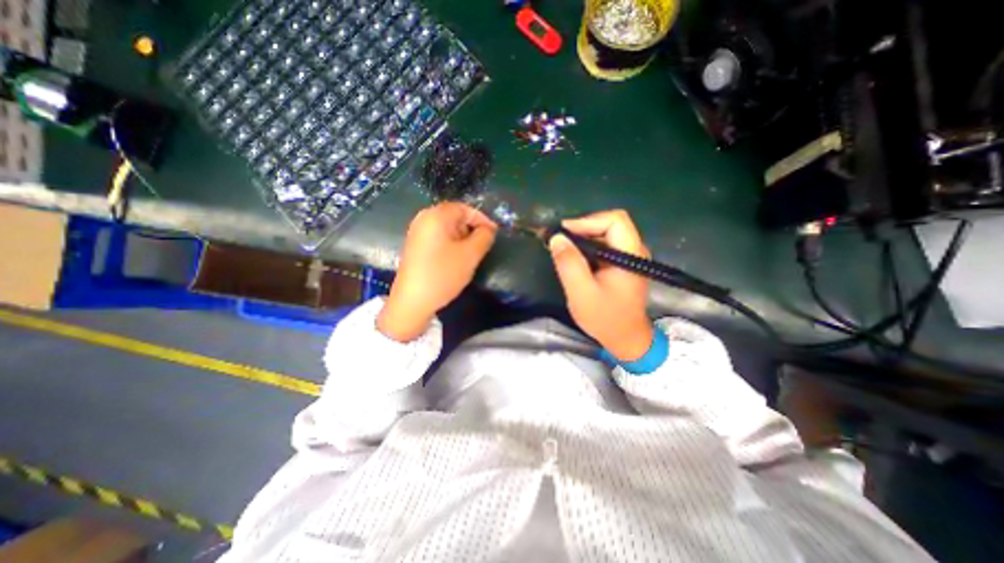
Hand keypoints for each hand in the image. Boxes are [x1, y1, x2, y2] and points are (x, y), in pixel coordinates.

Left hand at [376, 202, 497, 342]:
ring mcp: (417, 233)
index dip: (482, 219)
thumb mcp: (471, 254)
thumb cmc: (443, 274)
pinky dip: (451, 244)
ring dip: (462, 238)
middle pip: (454, 217)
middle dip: (472, 229)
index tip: (494, 234)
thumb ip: (484, 236)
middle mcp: (423, 219)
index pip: (464, 208)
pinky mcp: (415, 246)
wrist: (412, 301)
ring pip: (447, 229)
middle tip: (483, 246)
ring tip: (471, 254)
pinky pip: (438, 238)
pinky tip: (456, 260)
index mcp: (436, 215)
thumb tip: (488, 229)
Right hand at [549, 207, 650, 360]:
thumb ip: (569, 264)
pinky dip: (588, 247)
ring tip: (564, 248)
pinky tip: (575, 257)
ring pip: (606, 233)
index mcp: (631, 254)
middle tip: (561, 240)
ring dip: (584, 237)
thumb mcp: (581, 292)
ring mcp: (631, 256)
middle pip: (610, 223)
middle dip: (583, 228)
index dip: (587, 221)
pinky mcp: (624, 263)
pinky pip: (605, 245)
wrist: (625, 339)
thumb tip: (556, 237)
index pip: (614, 220)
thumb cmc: (605, 318)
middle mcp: (635, 250)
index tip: (564, 232)